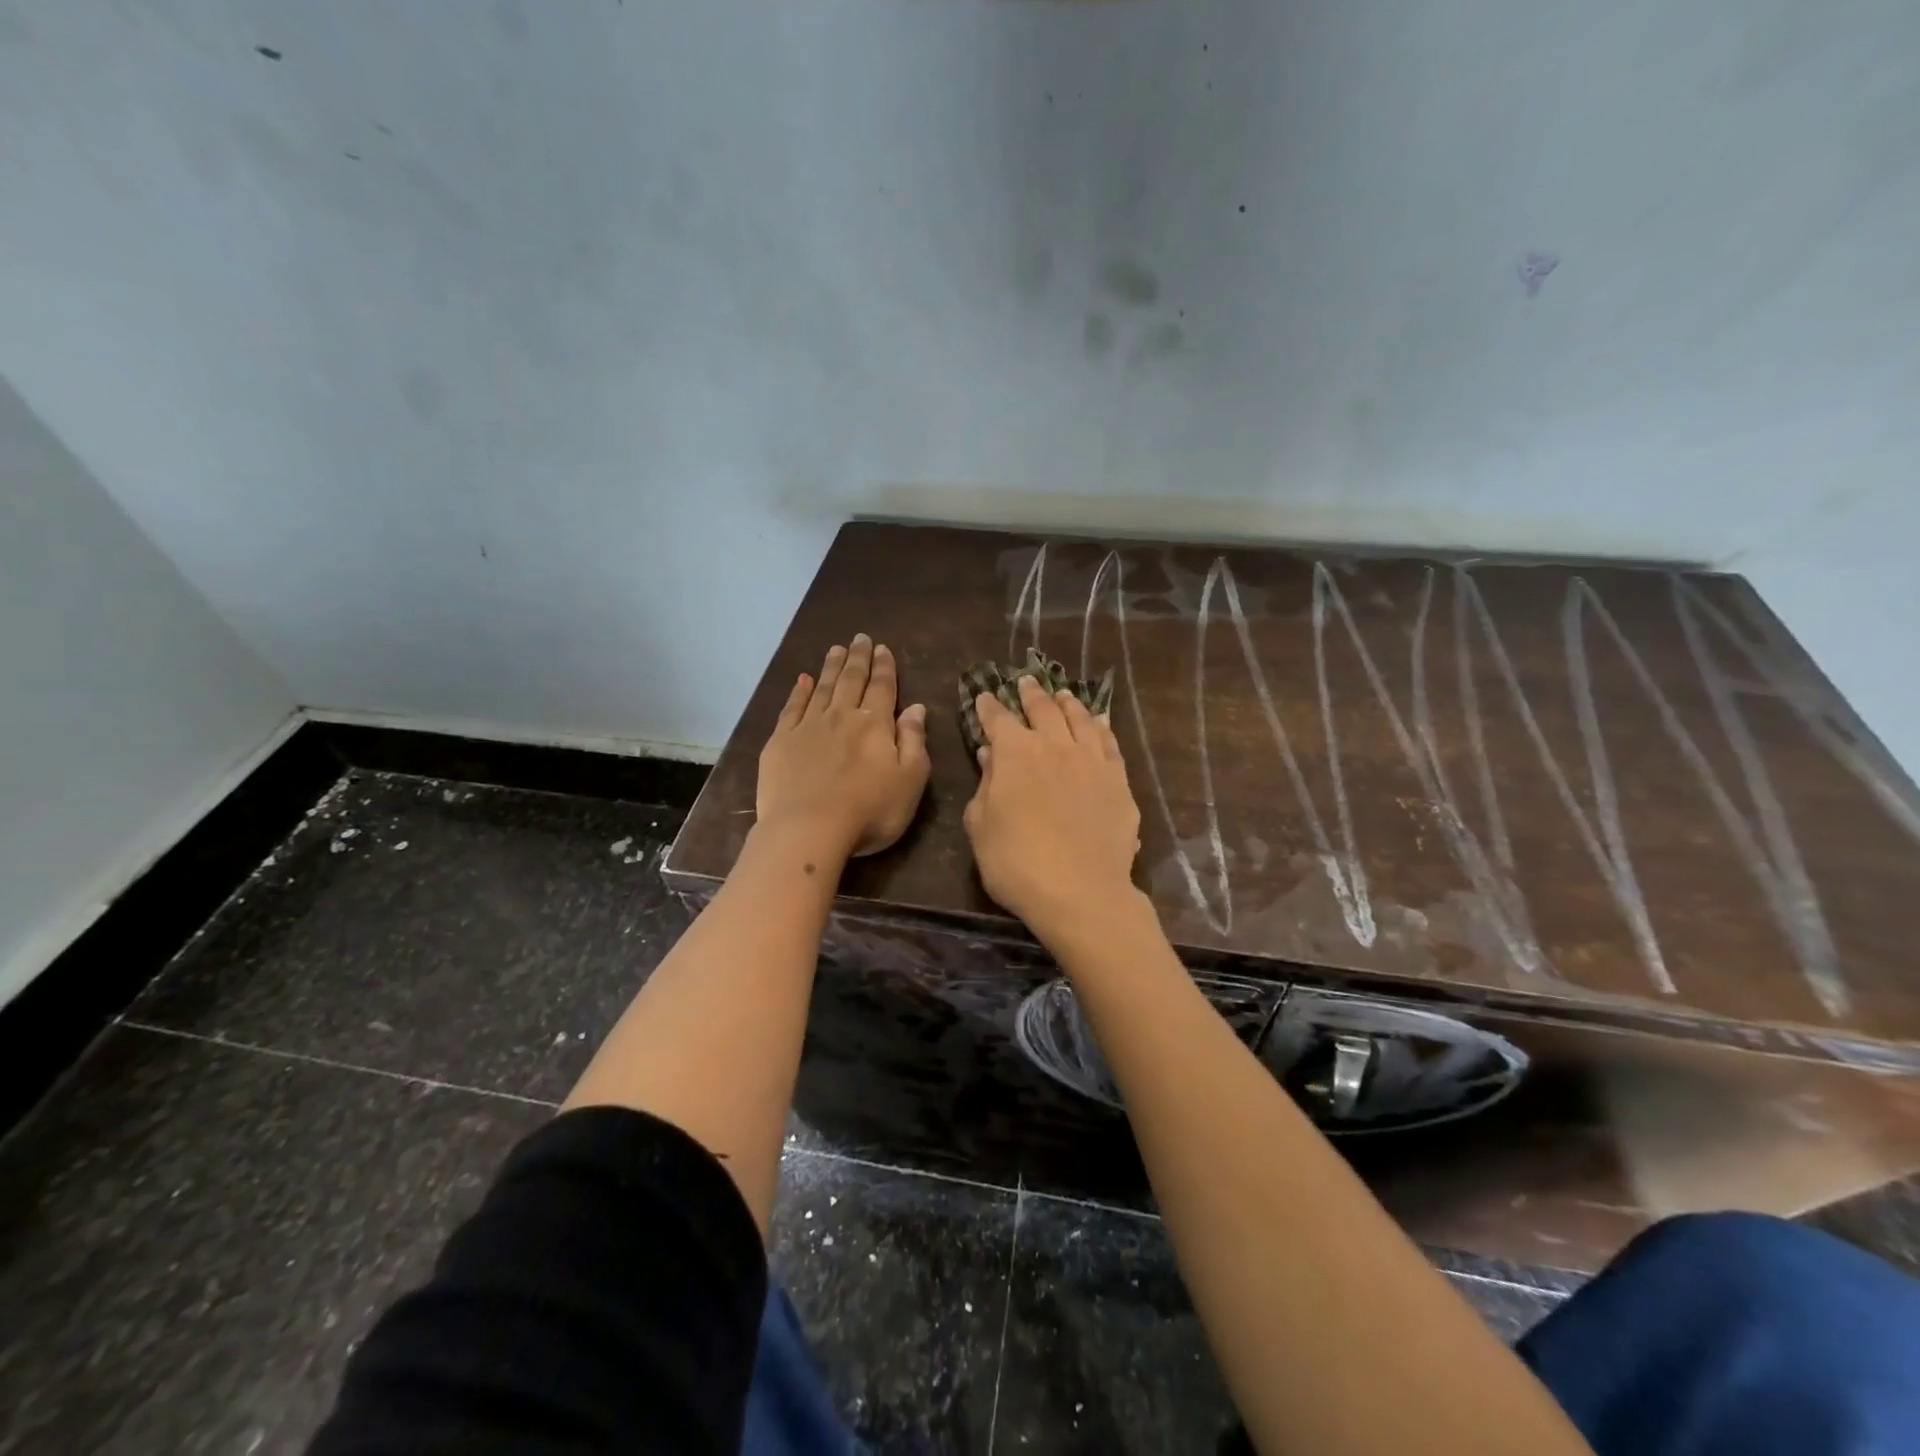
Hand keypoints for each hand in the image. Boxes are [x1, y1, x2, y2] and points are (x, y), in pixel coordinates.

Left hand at [757, 634, 930, 860]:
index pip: (882, 688)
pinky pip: (791, 708)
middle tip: (860, 638)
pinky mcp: (780, 742)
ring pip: (822, 688)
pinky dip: (798, 691)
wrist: (808, 829)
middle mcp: (841, 716)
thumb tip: (916, 708)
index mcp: (875, 725)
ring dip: (830, 667)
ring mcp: (807, 727)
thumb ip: (914, 741)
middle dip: (858, 658)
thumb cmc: (869, 811)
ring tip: (835, 649)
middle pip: (851, 680)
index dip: (884, 667)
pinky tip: (802, 680)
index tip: (883, 648)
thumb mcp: (910, 780)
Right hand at [962, 676, 1142, 939]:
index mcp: (1016, 753)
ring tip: (1062, 694)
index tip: (984, 698)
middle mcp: (1055, 745)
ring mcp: (1092, 760)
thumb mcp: (981, 826)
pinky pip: (1110, 742)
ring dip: (1068, 703)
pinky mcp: (1118, 779)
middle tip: (1025, 681)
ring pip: (1080, 718)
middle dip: (1031, 693)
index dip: (989, 707)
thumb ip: (985, 785)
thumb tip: (991, 755)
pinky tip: (1100, 721)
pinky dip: (1102, 726)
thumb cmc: (1016, 863)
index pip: (998, 719)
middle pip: (1043, 709)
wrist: (1080, 892)